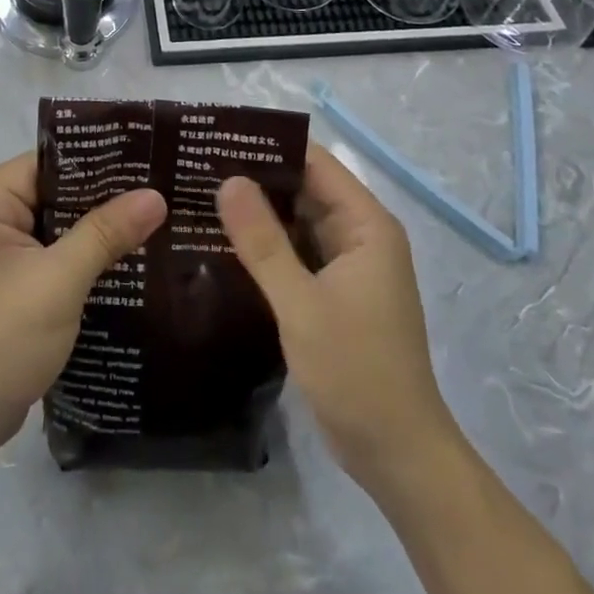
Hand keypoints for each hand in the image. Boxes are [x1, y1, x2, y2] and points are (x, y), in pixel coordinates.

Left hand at [0, 152, 166, 457]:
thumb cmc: (0, 340)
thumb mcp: (58, 281)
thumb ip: (105, 233)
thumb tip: (156, 195)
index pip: (46, 164)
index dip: (97, 163)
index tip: (147, 163)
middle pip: (51, 192)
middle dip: (101, 198)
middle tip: (159, 190)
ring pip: (53, 223)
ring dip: (93, 228)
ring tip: (152, 217)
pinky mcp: (2, 278)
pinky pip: (48, 250)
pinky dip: (79, 254)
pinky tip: (123, 255)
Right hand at [217, 143, 451, 491]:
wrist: (396, 456)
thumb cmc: (356, 371)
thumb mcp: (301, 303)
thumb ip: (263, 241)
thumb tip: (227, 179)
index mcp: (366, 225)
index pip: (314, 162)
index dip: (269, 145)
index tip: (218, 138)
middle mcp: (359, 235)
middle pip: (304, 188)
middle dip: (256, 177)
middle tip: (196, 165)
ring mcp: (347, 265)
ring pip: (297, 222)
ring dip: (257, 212)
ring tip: (198, 194)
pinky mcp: (333, 292)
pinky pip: (296, 252)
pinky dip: (265, 245)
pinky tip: (221, 241)